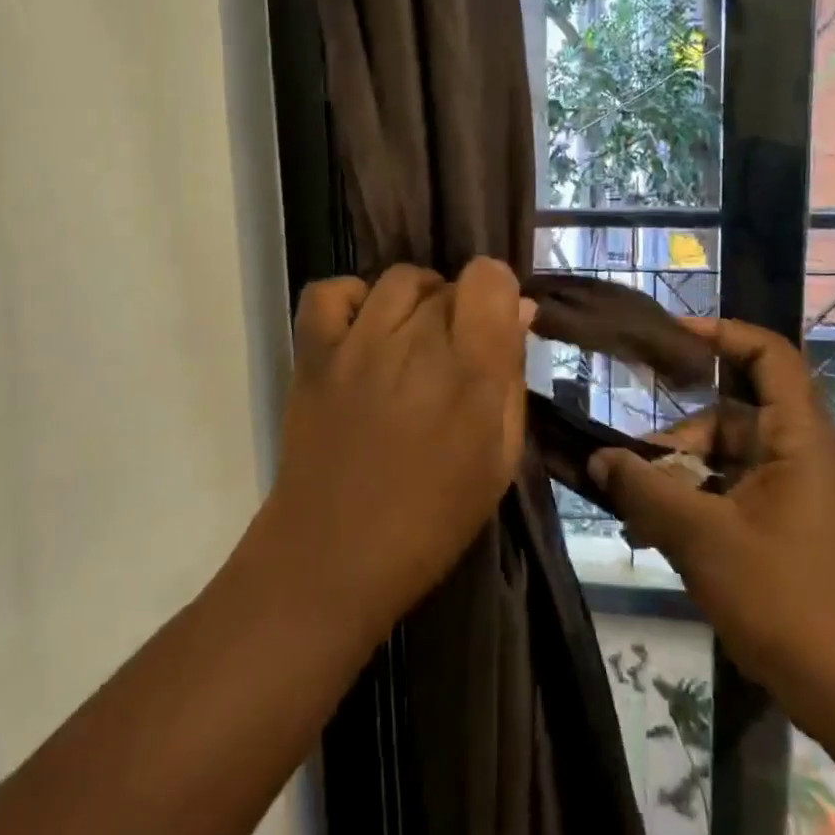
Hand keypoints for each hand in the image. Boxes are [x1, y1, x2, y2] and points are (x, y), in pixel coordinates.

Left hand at [259, 260, 535, 642]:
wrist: (333, 556)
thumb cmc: (432, 520)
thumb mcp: (498, 459)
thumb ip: (512, 379)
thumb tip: (520, 312)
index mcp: (470, 371)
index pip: (490, 278)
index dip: (497, 292)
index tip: (493, 324)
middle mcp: (415, 343)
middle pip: (447, 284)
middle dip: (459, 311)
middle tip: (452, 357)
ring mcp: (357, 344)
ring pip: (398, 278)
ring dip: (416, 300)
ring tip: (410, 339)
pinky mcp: (313, 353)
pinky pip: (330, 291)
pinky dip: (351, 298)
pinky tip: (362, 328)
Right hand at [590, 316, 834, 737]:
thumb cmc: (788, 601)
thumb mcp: (702, 539)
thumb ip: (645, 491)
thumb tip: (598, 459)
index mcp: (799, 440)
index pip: (770, 356)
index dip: (722, 334)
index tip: (669, 337)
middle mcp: (803, 458)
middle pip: (732, 417)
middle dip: (676, 439)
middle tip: (626, 467)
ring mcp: (800, 499)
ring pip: (727, 464)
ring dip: (679, 481)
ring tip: (633, 514)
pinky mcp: (793, 535)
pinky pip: (736, 500)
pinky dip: (698, 509)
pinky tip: (658, 540)